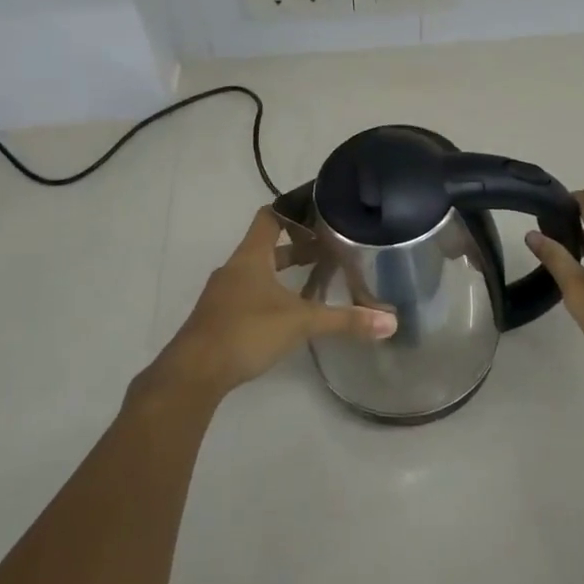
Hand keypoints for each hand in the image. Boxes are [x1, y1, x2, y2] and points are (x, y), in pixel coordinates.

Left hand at [146, 207, 395, 402]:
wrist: (193, 374)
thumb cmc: (246, 331)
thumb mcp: (300, 323)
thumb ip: (344, 321)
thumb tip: (390, 322)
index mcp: (250, 256)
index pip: (270, 217)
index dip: (293, 210)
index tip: (319, 210)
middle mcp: (235, 269)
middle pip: (267, 246)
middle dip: (297, 247)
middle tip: (329, 248)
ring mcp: (223, 295)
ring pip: (258, 273)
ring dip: (284, 273)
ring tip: (316, 280)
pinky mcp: (219, 319)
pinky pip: (249, 295)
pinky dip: (271, 295)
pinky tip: (289, 314)